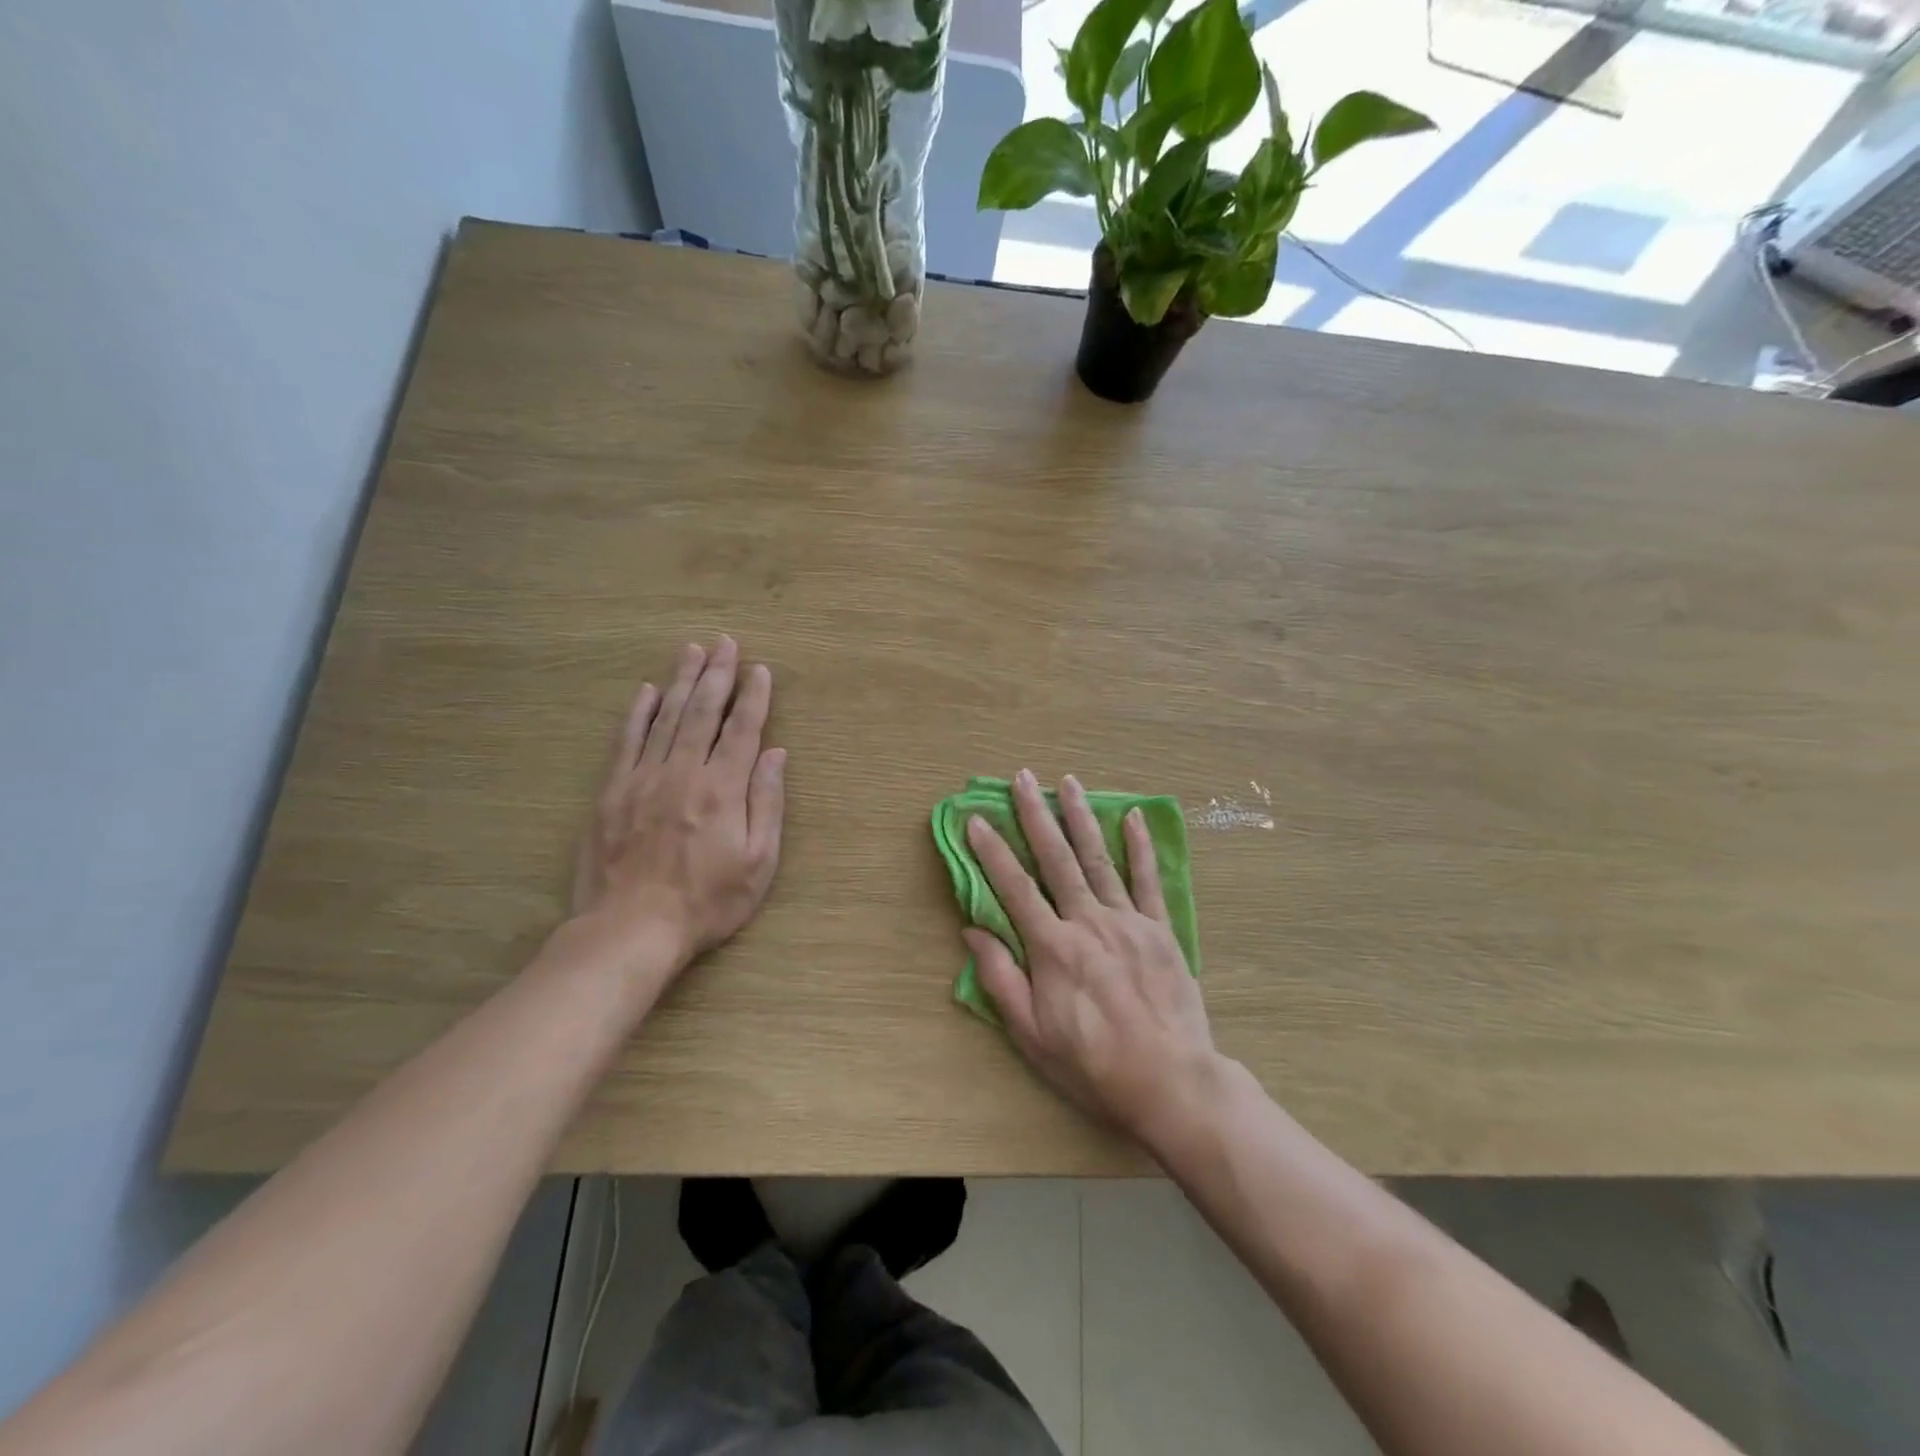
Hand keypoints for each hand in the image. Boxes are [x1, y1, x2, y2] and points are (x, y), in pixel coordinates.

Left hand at [572, 637, 785, 972]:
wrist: (630, 929)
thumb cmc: (706, 902)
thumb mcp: (757, 862)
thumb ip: (767, 803)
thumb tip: (776, 753)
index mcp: (722, 789)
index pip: (742, 730)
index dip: (753, 697)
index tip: (760, 669)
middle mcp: (683, 772)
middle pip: (703, 712)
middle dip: (717, 675)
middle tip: (725, 643)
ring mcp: (643, 778)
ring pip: (666, 718)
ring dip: (682, 681)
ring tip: (692, 650)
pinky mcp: (612, 791)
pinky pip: (626, 741)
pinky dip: (638, 713)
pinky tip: (647, 691)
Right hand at [965, 769, 1219, 1148]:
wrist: (1170, 1081)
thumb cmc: (1092, 1063)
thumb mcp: (1031, 1034)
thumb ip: (1000, 978)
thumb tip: (972, 930)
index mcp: (1053, 948)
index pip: (1014, 888)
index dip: (992, 851)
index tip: (976, 819)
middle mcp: (1088, 922)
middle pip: (1056, 859)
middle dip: (1035, 815)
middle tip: (1022, 778)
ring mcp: (1128, 921)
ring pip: (1098, 859)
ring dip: (1080, 817)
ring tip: (1067, 782)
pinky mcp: (1160, 930)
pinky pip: (1147, 880)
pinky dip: (1140, 846)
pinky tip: (1132, 817)